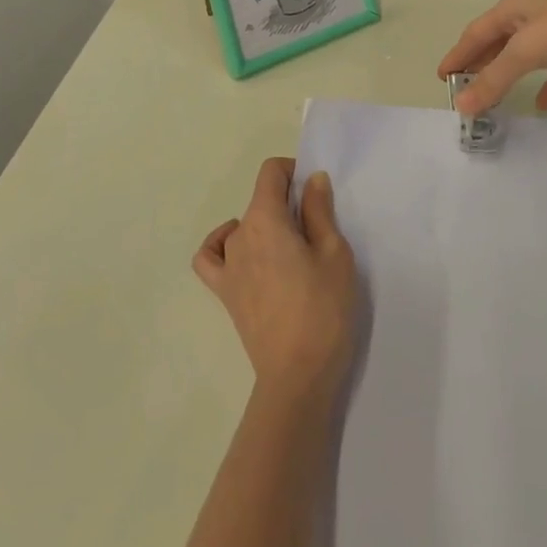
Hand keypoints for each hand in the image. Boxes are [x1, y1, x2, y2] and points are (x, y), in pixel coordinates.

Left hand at [194, 158, 356, 404]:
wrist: (298, 375)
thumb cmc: (323, 309)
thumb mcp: (334, 252)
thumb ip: (319, 211)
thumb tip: (311, 179)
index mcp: (265, 219)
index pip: (270, 172)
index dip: (293, 171)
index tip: (315, 192)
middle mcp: (239, 235)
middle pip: (260, 200)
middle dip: (287, 203)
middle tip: (318, 231)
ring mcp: (227, 265)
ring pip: (244, 226)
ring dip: (266, 226)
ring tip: (293, 250)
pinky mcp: (224, 293)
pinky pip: (212, 257)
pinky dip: (222, 245)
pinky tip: (243, 252)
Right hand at [438, 0, 546, 115]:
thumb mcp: (526, 50)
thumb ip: (494, 78)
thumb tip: (462, 105)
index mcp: (514, 8)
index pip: (476, 33)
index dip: (458, 54)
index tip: (442, 77)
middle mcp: (533, 15)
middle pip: (498, 42)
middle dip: (480, 63)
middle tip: (463, 87)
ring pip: (525, 55)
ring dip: (508, 74)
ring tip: (492, 96)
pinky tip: (542, 104)